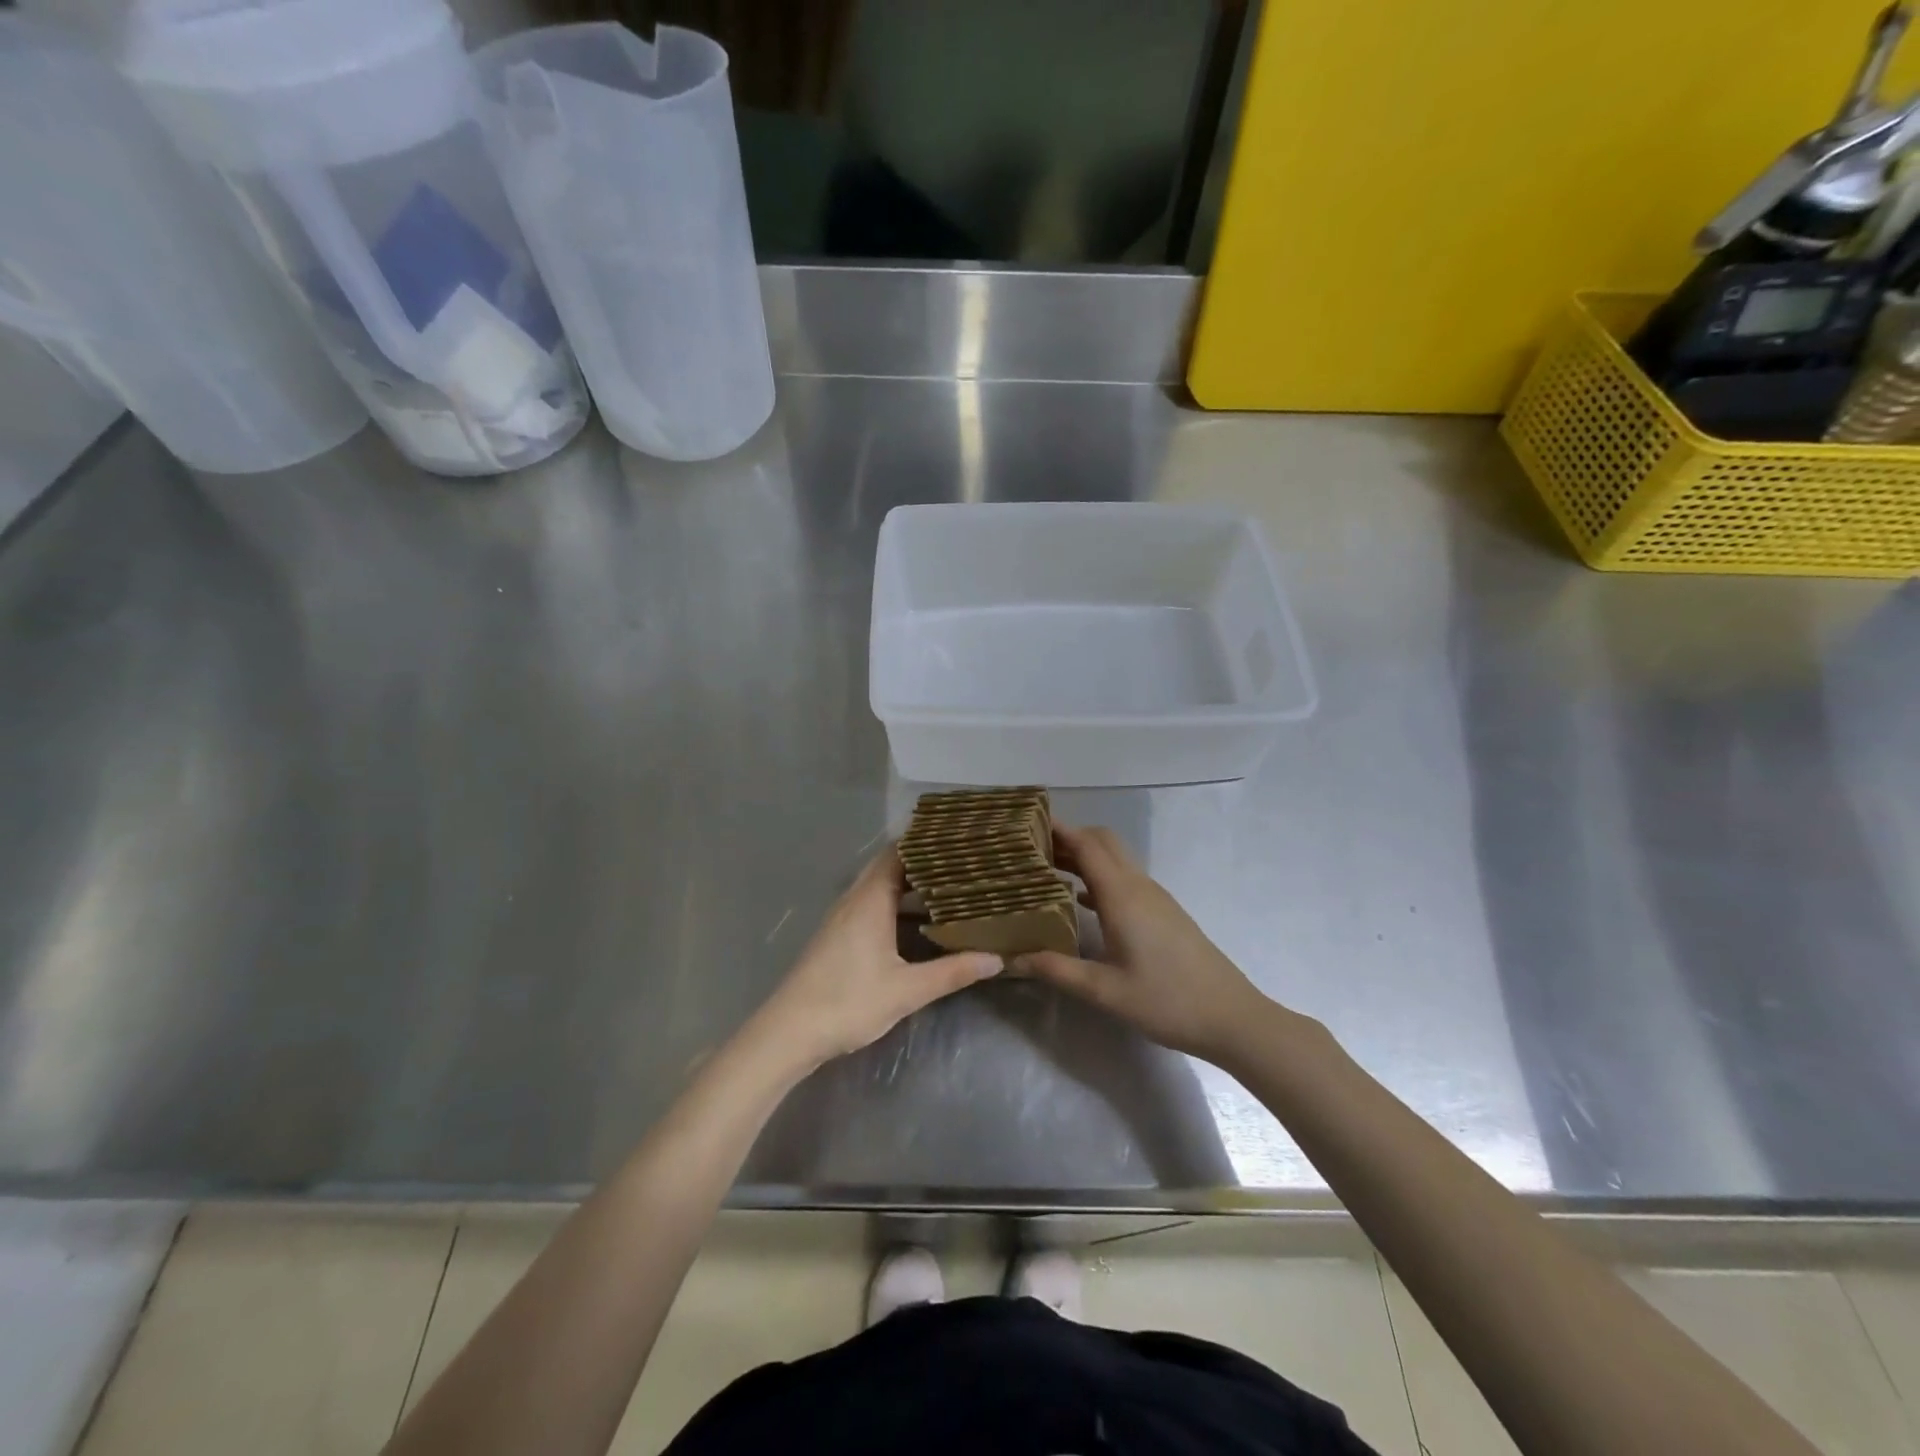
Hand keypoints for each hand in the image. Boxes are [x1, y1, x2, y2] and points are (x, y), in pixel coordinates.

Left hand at [749, 849, 1001, 1072]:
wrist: (789, 1032)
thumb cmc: (848, 1002)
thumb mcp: (907, 990)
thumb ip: (952, 972)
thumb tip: (996, 959)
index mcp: (870, 899)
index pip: (898, 852)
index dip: (926, 842)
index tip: (958, 838)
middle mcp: (855, 899)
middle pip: (890, 867)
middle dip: (923, 863)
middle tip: (963, 862)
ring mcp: (843, 918)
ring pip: (880, 888)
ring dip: (910, 885)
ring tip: (950, 887)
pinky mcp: (838, 936)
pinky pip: (872, 905)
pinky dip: (896, 905)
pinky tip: (918, 922)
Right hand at [1016, 824, 1269, 1061]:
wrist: (1231, 1016)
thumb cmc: (1167, 1001)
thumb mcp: (1104, 991)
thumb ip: (1057, 970)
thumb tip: (1011, 959)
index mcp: (1122, 895)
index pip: (1086, 844)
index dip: (1057, 829)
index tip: (1027, 823)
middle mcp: (1139, 886)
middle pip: (1102, 842)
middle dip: (1068, 837)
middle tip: (1032, 849)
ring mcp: (1155, 898)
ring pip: (1115, 859)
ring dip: (1084, 856)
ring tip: (1046, 870)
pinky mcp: (1163, 912)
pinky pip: (1125, 879)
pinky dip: (1099, 877)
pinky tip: (1079, 900)